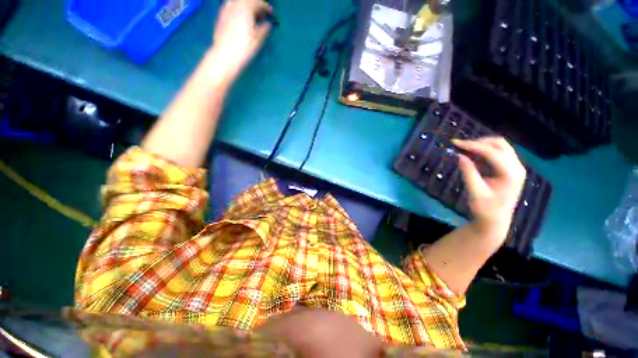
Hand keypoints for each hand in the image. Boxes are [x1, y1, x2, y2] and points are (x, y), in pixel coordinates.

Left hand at [209, 0, 271, 81]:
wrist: (225, 55)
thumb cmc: (244, 47)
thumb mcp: (258, 39)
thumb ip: (265, 29)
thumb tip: (268, 24)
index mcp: (246, 7)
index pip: (258, 2)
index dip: (266, 7)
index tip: (271, 13)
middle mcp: (235, 5)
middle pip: (246, 0)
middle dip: (255, 5)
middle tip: (261, 15)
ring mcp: (225, 10)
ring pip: (237, 2)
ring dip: (245, 7)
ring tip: (250, 17)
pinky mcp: (220, 17)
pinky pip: (230, 7)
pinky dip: (237, 10)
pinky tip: (240, 20)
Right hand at [452, 137, 525, 242]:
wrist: (495, 221)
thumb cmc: (484, 209)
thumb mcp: (474, 192)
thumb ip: (468, 172)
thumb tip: (459, 156)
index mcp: (510, 173)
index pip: (491, 152)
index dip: (472, 146)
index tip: (455, 144)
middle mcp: (516, 167)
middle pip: (499, 144)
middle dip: (479, 142)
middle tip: (460, 146)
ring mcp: (514, 168)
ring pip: (499, 147)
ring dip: (481, 146)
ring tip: (464, 150)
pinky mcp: (509, 170)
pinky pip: (497, 154)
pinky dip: (484, 152)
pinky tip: (471, 156)